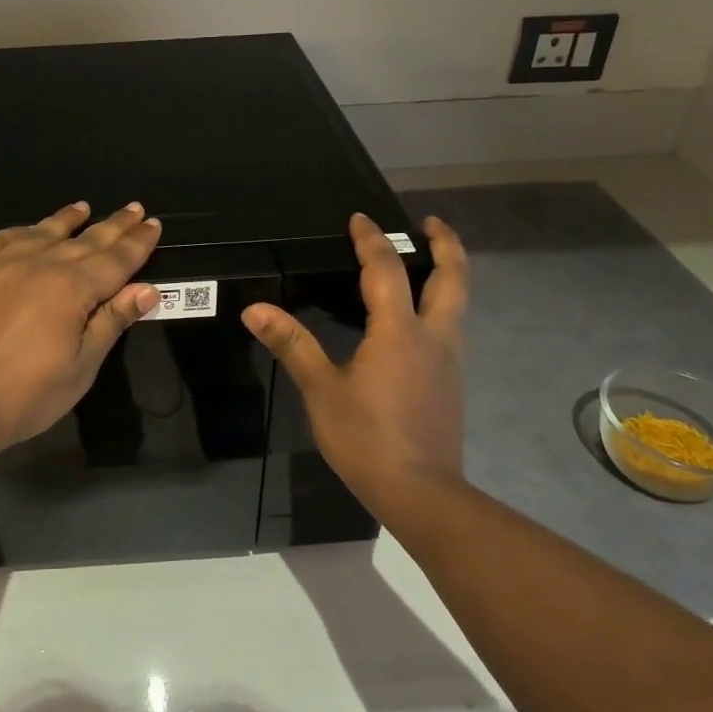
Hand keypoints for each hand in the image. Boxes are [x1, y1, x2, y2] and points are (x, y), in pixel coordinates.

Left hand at [0, 201, 161, 451]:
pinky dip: (22, 230)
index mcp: (73, 288)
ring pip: (43, 232)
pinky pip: (1, 238)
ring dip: (67, 220)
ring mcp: (0, 262)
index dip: (138, 243)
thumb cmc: (26, 394)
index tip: (153, 224)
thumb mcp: (81, 366)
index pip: (116, 259)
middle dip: (114, 225)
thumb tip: (147, 289)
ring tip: (83, 207)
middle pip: (85, 240)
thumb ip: (111, 322)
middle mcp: (40, 263)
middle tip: (134, 208)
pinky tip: (28, 229)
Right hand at [242, 213, 468, 490]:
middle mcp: (433, 336)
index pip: (386, 270)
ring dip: (447, 275)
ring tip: (426, 263)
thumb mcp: (321, 390)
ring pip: (458, 303)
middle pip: (452, 278)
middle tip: (431, 223)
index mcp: (399, 331)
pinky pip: (450, 328)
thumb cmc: (366, 437)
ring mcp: (449, 361)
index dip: (371, 240)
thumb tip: (254, 309)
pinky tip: (416, 320)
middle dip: (445, 245)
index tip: (359, 218)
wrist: (420, 493)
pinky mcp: (450, 383)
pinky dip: (440, 305)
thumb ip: (292, 344)